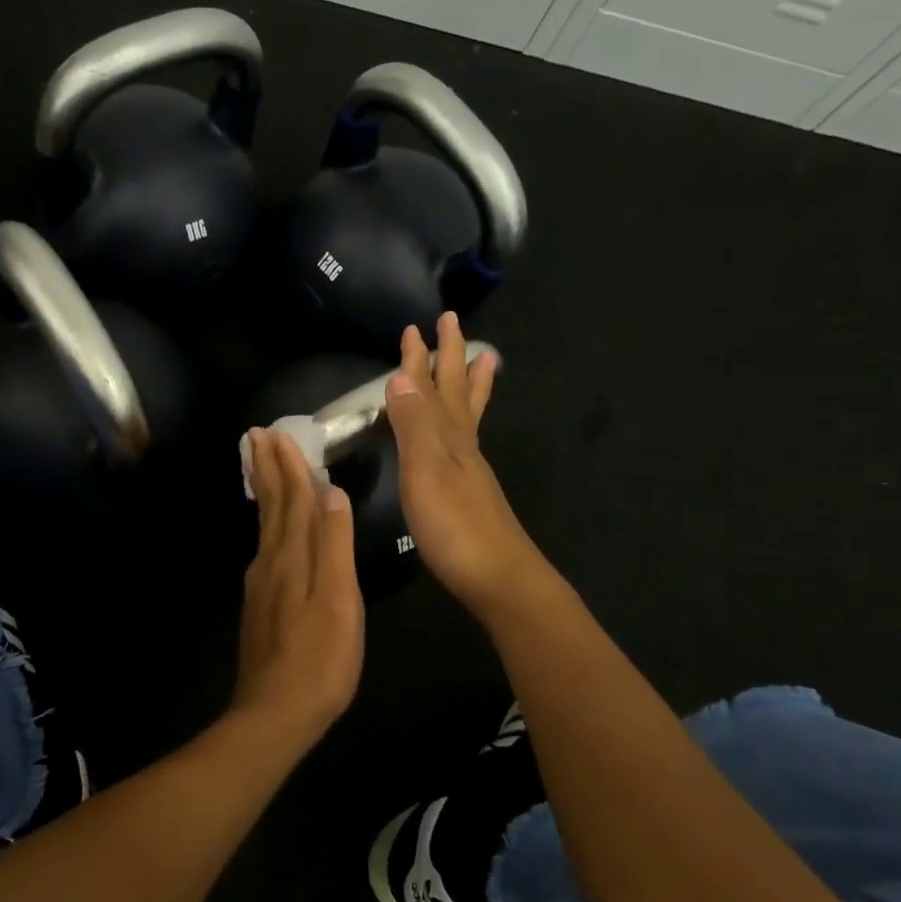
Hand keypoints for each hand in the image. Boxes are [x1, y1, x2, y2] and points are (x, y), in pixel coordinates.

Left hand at [234, 426, 364, 741]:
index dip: (289, 465)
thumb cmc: (319, 659)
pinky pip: (264, 546)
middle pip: (271, 506)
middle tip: (256, 435)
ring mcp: (261, 583)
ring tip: (258, 465)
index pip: (292, 498)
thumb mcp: (338, 600)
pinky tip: (270, 528)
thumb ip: (334, 546)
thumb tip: (331, 492)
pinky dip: (267, 522)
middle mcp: (270, 561)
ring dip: (264, 491)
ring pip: (265, 525)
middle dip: (267, 468)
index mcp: (292, 556)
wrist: (274, 712)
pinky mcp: (260, 604)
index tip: (278, 432)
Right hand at [385, 313, 540, 621]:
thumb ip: (413, 426)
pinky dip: (464, 422)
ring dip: (468, 384)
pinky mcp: (470, 492)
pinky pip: (466, 440)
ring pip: (467, 414)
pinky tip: (462, 431)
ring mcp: (470, 469)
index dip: (420, 358)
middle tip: (451, 323)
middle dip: (450, 357)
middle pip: (456, 392)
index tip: (415, 326)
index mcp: (449, 436)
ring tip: (481, 358)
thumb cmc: (455, 526)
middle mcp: (463, 445)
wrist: (499, 578)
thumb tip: (401, 377)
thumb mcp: (426, 471)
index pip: (431, 387)